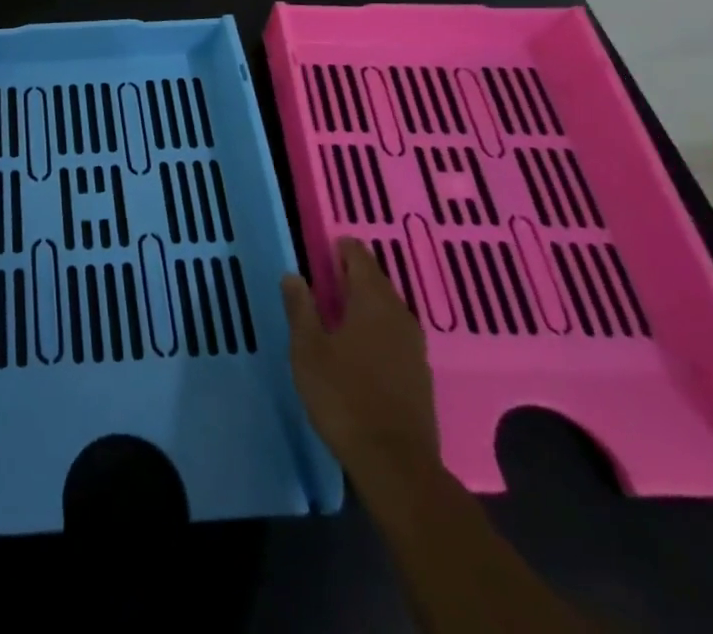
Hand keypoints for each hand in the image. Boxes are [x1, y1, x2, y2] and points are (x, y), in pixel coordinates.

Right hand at [282, 239, 441, 497]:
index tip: (322, 248)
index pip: (359, 257)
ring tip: (338, 307)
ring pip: (387, 307)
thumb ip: (300, 308)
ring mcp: (414, 346)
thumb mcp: (308, 349)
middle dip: (352, 273)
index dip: (341, 248)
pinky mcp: (419, 373)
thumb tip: (293, 273)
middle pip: (376, 280)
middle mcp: (399, 315)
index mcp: (372, 301)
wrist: (396, 465)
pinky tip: (360, 342)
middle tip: (324, 275)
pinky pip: (395, 332)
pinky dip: (376, 326)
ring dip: (365, 301)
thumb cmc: (344, 397)